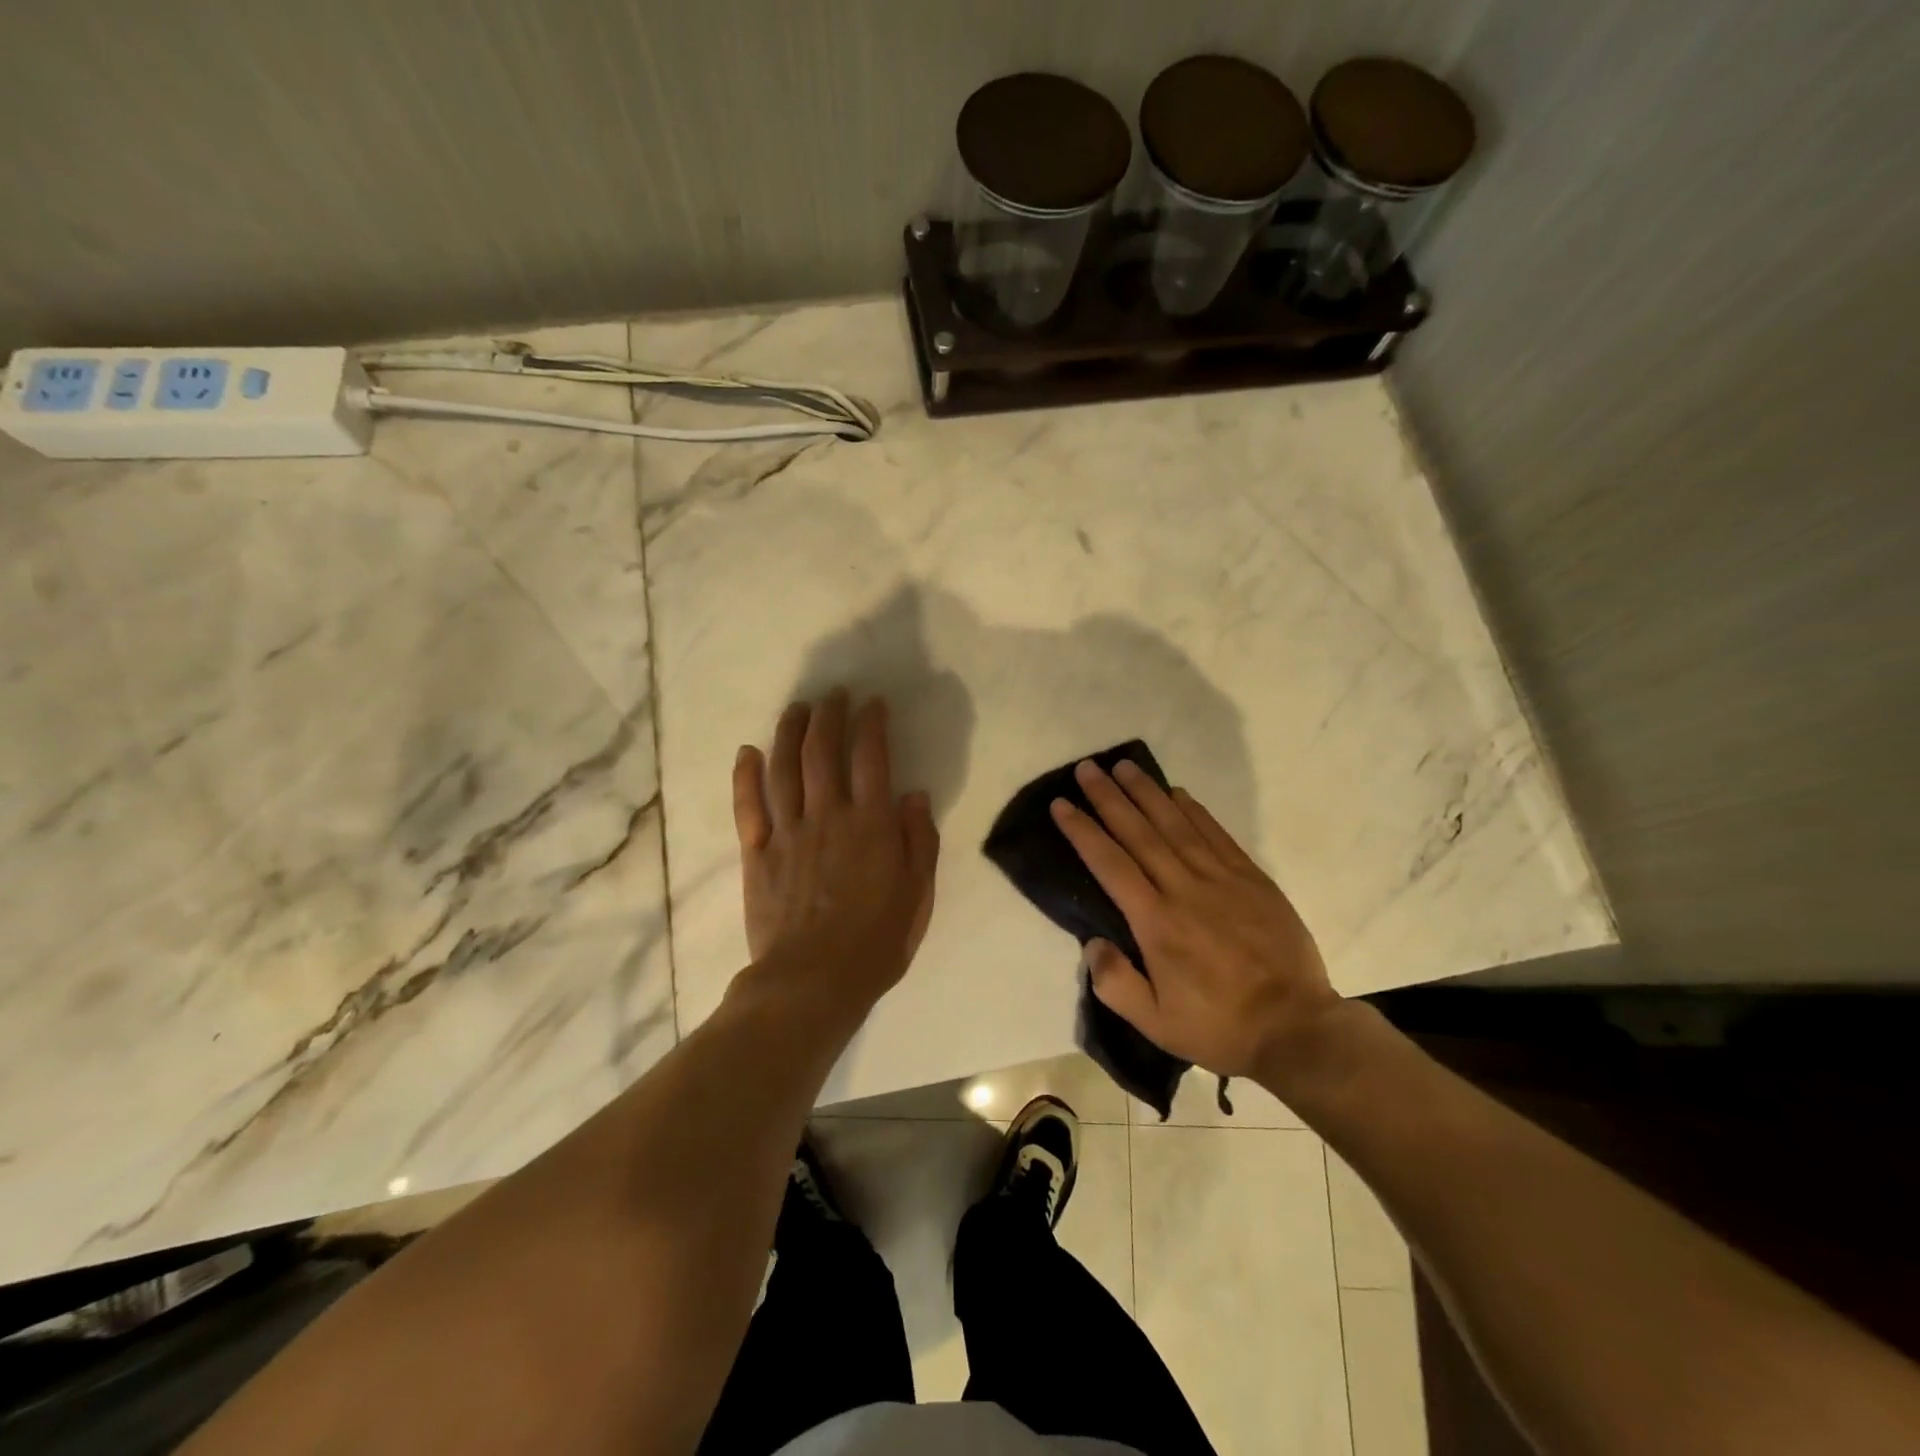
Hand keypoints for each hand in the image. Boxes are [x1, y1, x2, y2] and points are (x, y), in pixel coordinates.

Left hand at [731, 691, 938, 1013]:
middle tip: (833, 694)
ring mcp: (787, 832)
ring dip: (789, 732)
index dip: (871, 724)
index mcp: (870, 824)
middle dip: (829, 715)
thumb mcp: (917, 895)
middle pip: (823, 752)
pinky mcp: (756, 853)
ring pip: (784, 768)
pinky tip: (748, 752)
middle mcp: (827, 816)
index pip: (871, 758)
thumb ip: (918, 841)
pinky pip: (748, 806)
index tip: (872, 704)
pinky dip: (747, 775)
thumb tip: (913, 795)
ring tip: (796, 708)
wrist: (812, 982)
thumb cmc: (875, 942)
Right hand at [1050, 759, 1340, 1079]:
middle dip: (1109, 798)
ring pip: (1176, 824)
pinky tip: (1177, 792)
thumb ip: (1115, 983)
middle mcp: (1184, 889)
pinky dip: (1194, 810)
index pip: (1110, 864)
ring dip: (1147, 792)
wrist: (1297, 1028)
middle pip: (1139, 832)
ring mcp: (1222, 879)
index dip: (1083, 831)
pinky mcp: (1252, 879)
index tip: (1062, 804)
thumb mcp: (1155, 1023)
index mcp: (1156, 922)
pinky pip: (1216, 834)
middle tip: (1087, 768)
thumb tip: (1092, 942)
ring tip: (1124, 766)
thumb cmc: (1219, 1027)